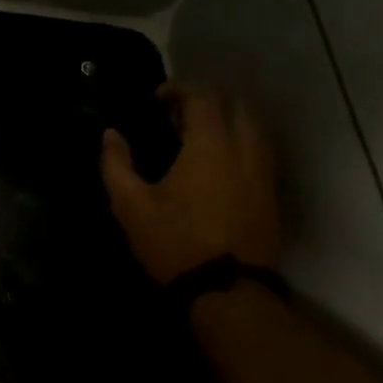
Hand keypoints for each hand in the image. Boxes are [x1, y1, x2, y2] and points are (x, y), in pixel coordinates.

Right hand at [101, 83, 282, 284]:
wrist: (228, 293)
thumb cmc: (175, 244)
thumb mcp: (131, 206)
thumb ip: (116, 164)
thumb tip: (110, 134)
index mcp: (210, 146)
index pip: (203, 97)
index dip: (180, 89)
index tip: (159, 99)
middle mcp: (244, 150)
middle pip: (236, 104)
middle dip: (208, 100)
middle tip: (179, 116)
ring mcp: (264, 173)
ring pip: (254, 127)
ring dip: (228, 121)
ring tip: (200, 139)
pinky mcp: (272, 195)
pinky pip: (261, 152)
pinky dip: (242, 144)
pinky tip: (220, 166)